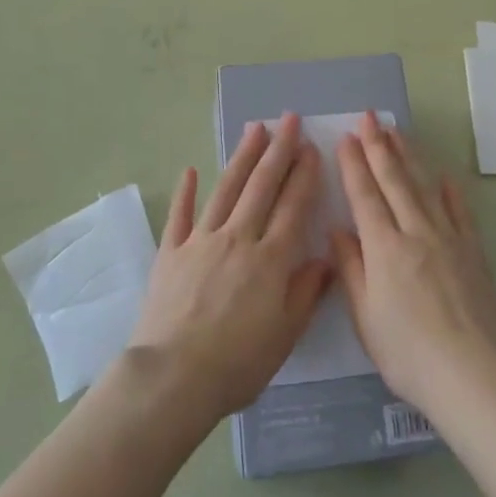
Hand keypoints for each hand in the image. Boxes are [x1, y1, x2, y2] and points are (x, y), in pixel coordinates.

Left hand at [126, 113, 332, 421]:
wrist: (174, 377)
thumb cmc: (237, 363)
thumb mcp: (285, 335)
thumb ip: (305, 293)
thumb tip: (324, 259)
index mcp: (270, 259)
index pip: (292, 206)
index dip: (304, 175)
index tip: (311, 148)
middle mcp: (238, 238)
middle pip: (262, 186)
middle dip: (278, 150)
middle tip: (289, 119)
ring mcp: (201, 241)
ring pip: (226, 189)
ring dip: (242, 157)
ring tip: (255, 129)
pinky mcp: (171, 252)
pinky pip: (180, 215)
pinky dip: (185, 192)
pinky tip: (190, 170)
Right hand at [331, 112, 495, 416]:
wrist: (473, 375)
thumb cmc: (408, 354)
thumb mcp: (366, 318)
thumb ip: (351, 269)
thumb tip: (338, 229)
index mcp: (384, 248)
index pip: (365, 196)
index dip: (354, 165)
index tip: (346, 137)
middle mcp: (415, 232)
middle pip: (394, 181)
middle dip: (379, 146)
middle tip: (370, 117)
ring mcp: (448, 239)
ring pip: (424, 187)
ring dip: (409, 157)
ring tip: (397, 131)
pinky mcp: (473, 252)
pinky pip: (460, 212)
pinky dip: (450, 192)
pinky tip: (443, 176)